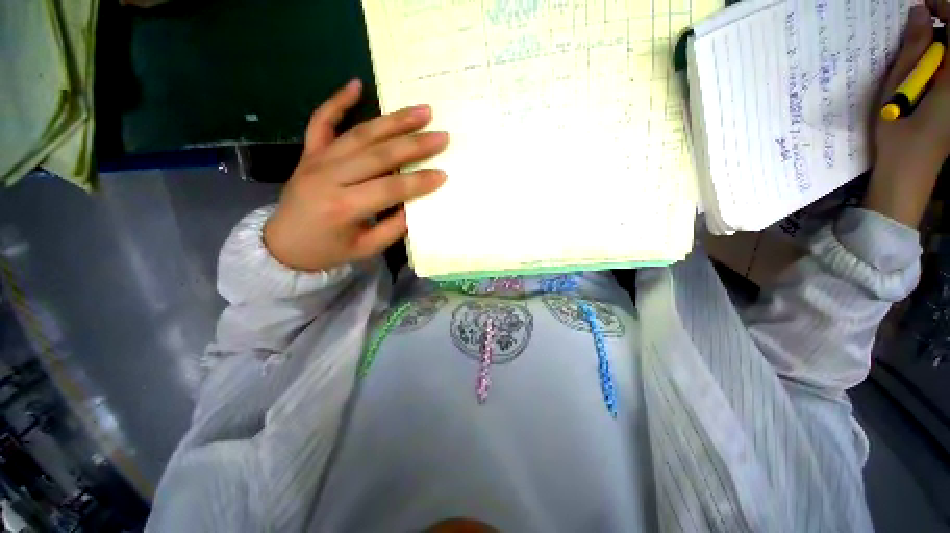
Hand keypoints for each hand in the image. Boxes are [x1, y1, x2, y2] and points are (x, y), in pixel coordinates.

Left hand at [263, 80, 448, 271]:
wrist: (282, 245)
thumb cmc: (328, 251)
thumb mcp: (366, 248)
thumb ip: (394, 227)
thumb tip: (418, 204)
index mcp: (344, 207)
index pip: (390, 188)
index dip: (419, 181)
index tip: (443, 173)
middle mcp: (329, 177)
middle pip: (378, 154)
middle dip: (414, 144)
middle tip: (441, 135)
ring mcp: (316, 160)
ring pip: (360, 134)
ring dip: (393, 121)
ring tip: (421, 111)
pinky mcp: (308, 152)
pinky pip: (322, 121)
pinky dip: (337, 101)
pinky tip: (356, 84)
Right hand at [868, 1, 949, 227]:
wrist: (907, 177)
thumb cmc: (898, 137)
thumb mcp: (897, 92)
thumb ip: (912, 51)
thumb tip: (920, 14)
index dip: (944, 8)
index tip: (924, 7)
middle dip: (943, 24)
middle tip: (919, 23)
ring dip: (940, 44)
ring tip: (919, 46)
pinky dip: (941, 60)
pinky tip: (927, 65)